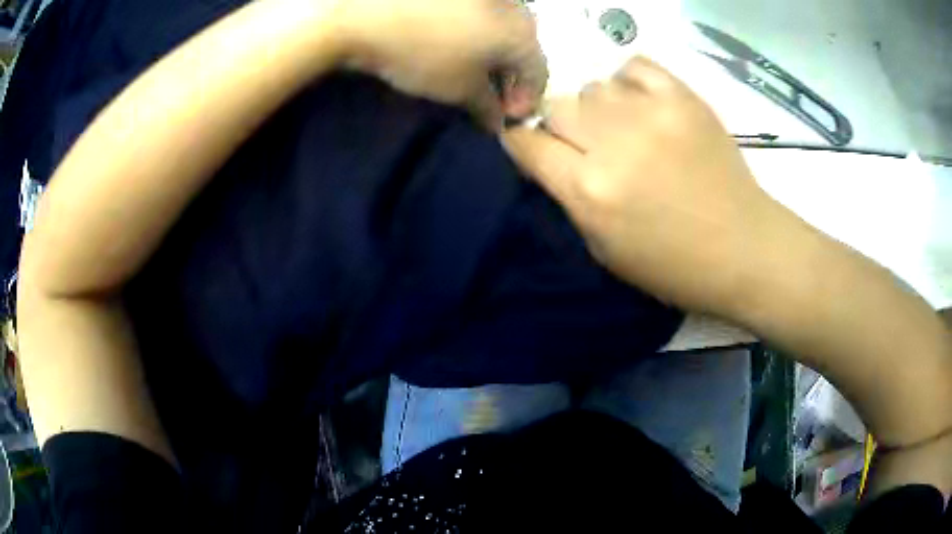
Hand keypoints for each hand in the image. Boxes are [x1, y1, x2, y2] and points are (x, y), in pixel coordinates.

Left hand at [336, 0, 546, 128]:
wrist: (366, 12)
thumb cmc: (421, 53)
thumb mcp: (458, 90)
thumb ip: (487, 108)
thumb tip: (497, 121)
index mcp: (522, 33)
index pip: (539, 73)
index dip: (525, 100)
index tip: (504, 118)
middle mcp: (514, 6)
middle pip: (524, 45)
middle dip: (511, 73)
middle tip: (489, 92)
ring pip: (504, 25)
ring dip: (495, 50)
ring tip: (471, 65)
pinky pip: (482, 11)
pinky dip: (477, 29)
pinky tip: (456, 40)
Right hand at [502, 56, 780, 313]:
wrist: (743, 248)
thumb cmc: (673, 265)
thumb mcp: (604, 250)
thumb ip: (569, 198)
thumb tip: (549, 156)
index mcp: (589, 190)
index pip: (526, 143)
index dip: (521, 143)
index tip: (533, 148)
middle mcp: (613, 144)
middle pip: (556, 107)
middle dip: (562, 127)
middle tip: (588, 147)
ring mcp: (651, 113)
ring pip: (593, 87)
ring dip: (599, 110)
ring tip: (625, 129)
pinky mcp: (683, 97)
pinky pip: (633, 66)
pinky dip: (630, 83)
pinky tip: (643, 105)